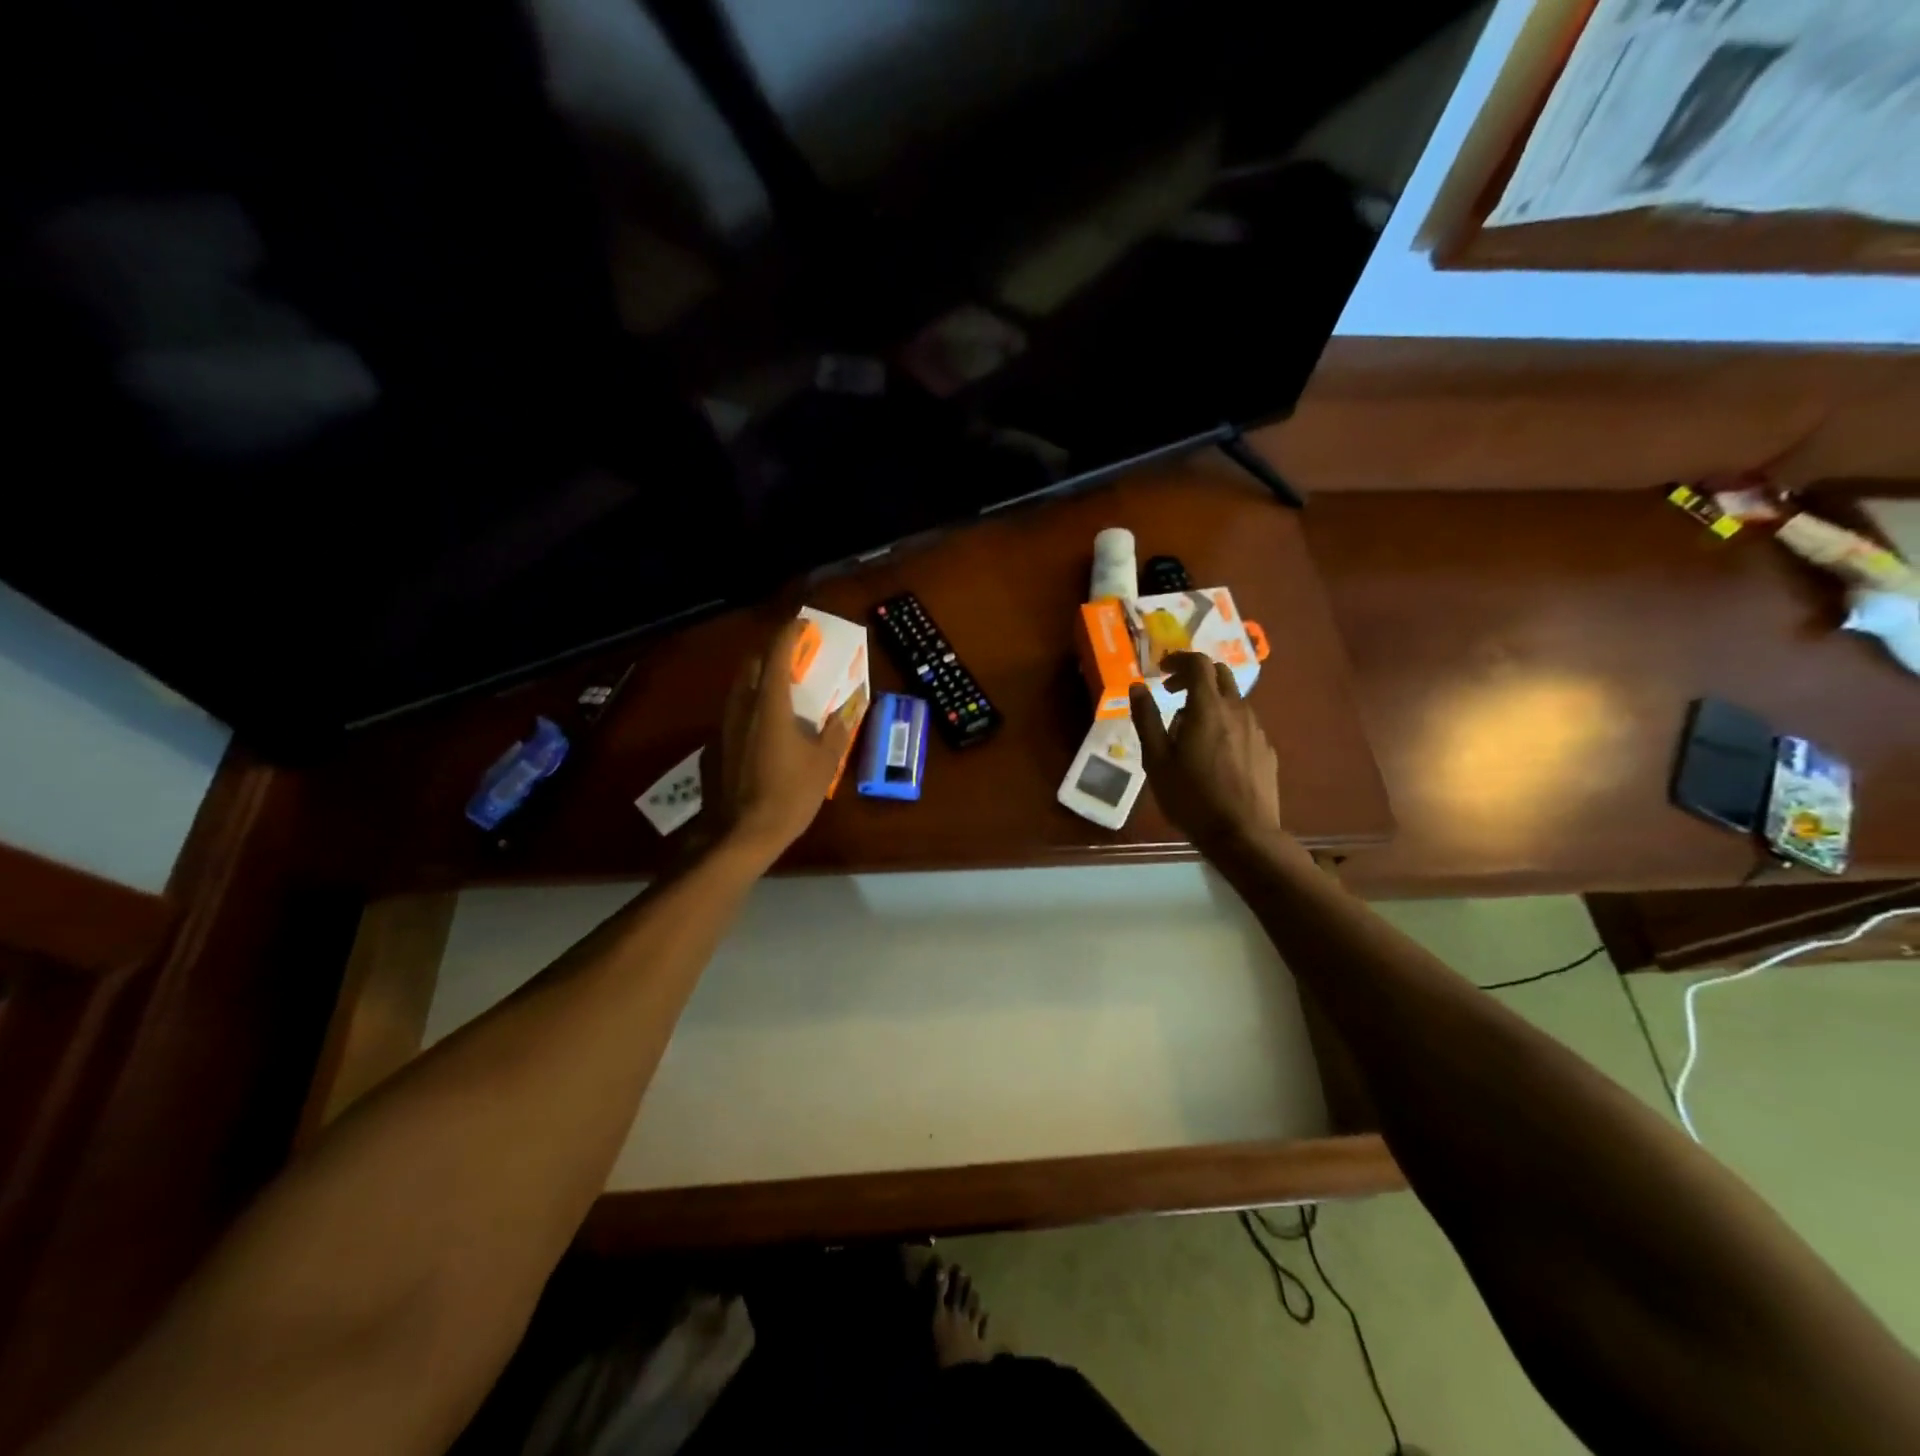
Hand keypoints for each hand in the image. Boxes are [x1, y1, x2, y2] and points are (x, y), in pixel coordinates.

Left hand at [711, 617, 862, 864]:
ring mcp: (724, 727)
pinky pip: (734, 714)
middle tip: (793, 658)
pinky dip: (750, 708)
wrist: (741, 834)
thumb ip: (836, 731)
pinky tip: (764, 729)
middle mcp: (741, 707)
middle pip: (752, 665)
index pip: (777, 654)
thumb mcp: (824, 764)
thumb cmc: (788, 795)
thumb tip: (847, 711)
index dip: (789, 634)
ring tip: (781, 690)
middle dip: (772, 654)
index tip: (803, 624)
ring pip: (740, 689)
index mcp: (769, 704)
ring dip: (759, 680)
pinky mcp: (715, 747)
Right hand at [1130, 652, 1284, 854]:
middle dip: (1195, 676)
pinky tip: (1214, 752)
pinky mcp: (1266, 750)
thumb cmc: (1191, 797)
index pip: (1198, 663)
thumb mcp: (1156, 760)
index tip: (1161, 671)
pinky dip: (1226, 722)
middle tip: (1173, 695)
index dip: (1178, 660)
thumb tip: (1137, 687)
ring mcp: (1256, 729)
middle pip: (1220, 674)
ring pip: (1233, 699)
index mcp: (1208, 707)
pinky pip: (1244, 723)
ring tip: (1190, 730)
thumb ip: (1146, 719)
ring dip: (1210, 701)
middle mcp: (1237, 710)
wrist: (1242, 834)